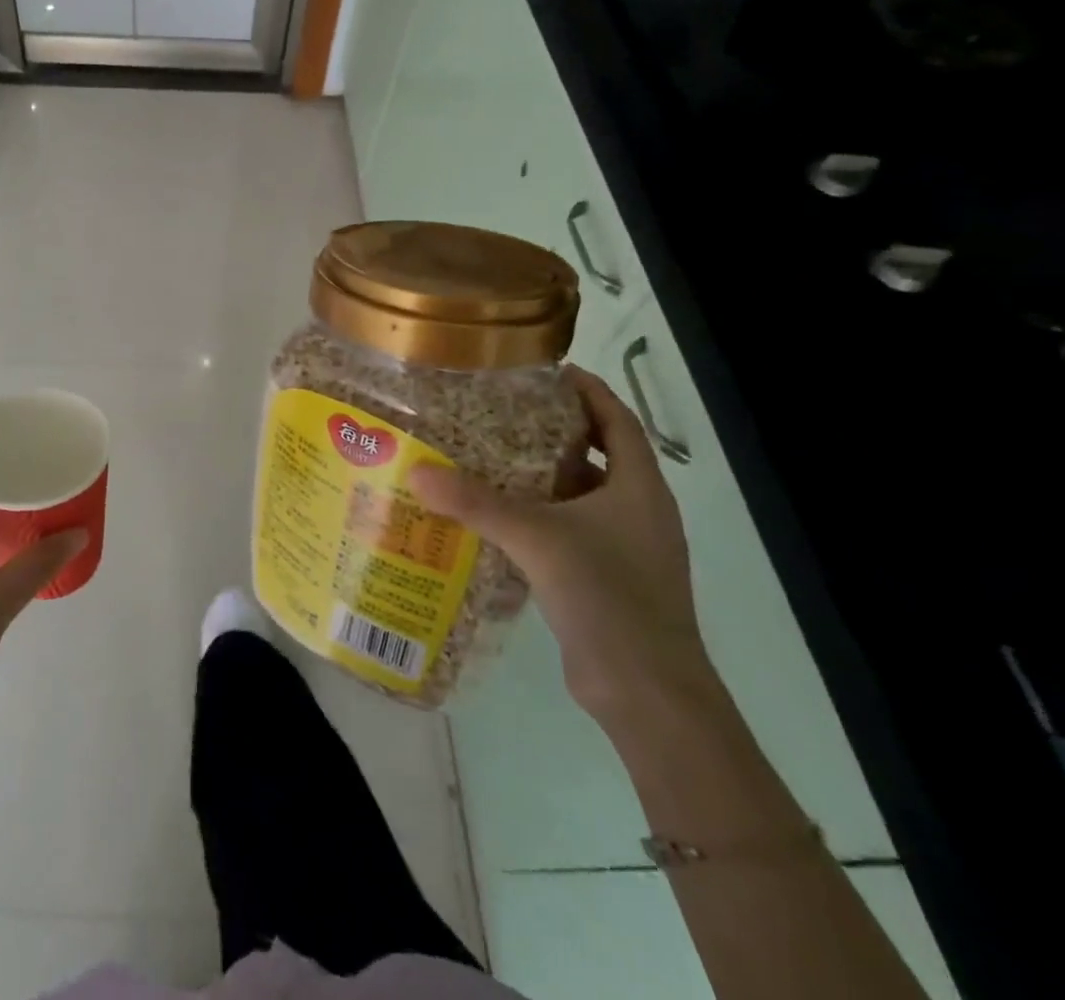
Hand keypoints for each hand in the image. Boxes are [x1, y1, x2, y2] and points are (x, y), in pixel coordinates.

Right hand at [409, 367, 715, 725]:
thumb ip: (476, 503)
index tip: (548, 371)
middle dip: (554, 432)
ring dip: (542, 477)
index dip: (589, 391)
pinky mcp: (607, 579)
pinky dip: (538, 517)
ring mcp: (627, 549)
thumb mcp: (537, 539)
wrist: (648, 692)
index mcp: (639, 488)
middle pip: (599, 455)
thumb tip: (416, 472)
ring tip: (489, 458)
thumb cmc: (608, 596)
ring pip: (581, 496)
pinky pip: (570, 531)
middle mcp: (638, 511)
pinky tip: (497, 519)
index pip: (618, 421)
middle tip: (501, 412)